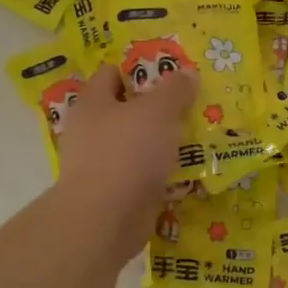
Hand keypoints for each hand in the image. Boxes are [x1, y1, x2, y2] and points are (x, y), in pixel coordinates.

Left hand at [55, 63, 198, 256]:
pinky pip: (143, 175)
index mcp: (93, 103)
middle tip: (191, 103)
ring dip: (163, 142)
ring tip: (196, 136)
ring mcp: (101, 164)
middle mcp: (91, 131)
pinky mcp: (114, 193)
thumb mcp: (158, 111)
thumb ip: (175, 89)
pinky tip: (188, 171)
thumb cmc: (127, 152)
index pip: (112, 73)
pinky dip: (162, 173)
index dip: (140, 68)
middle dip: (158, 107)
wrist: (105, 219)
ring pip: (137, 144)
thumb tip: (187, 73)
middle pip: (127, 110)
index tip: (170, 70)